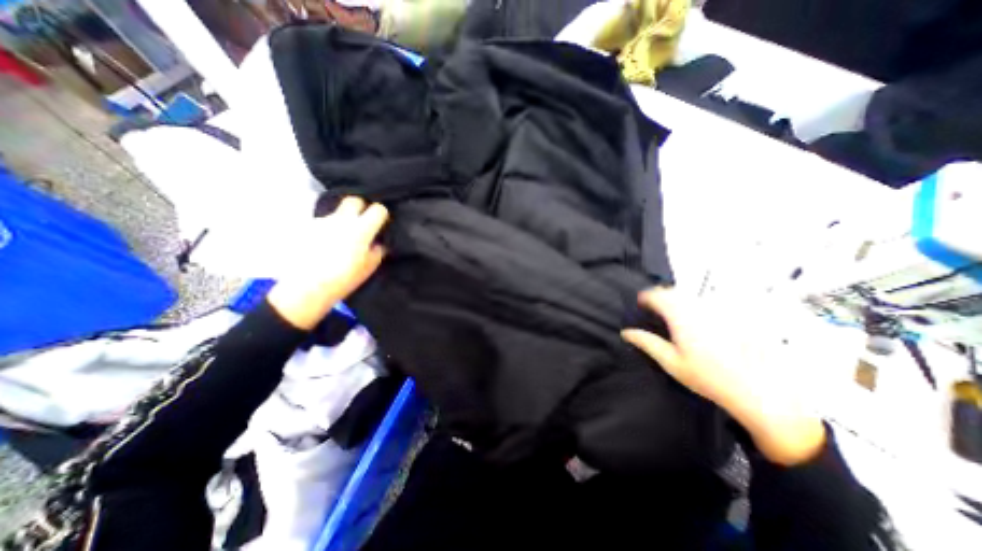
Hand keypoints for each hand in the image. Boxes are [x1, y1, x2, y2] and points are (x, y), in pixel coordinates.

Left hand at [268, 197, 391, 329]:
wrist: (306, 287)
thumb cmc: (344, 278)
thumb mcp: (369, 267)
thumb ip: (378, 249)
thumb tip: (378, 241)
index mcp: (361, 229)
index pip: (378, 209)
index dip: (382, 214)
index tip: (381, 223)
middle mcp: (341, 220)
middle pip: (354, 200)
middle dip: (361, 207)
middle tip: (363, 222)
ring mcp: (322, 222)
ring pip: (337, 212)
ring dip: (343, 220)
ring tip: (342, 238)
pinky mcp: (306, 228)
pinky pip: (323, 223)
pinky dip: (328, 229)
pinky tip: (326, 244)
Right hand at [624, 287, 821, 464]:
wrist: (762, 392)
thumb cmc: (709, 378)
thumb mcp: (672, 363)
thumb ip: (647, 343)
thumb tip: (626, 332)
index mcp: (682, 317)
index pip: (658, 295)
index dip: (645, 297)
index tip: (640, 304)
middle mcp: (701, 308)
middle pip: (675, 292)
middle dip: (661, 297)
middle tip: (655, 311)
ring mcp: (721, 310)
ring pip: (692, 296)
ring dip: (678, 301)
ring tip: (675, 317)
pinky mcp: (736, 316)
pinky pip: (710, 304)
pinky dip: (697, 308)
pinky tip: (700, 325)